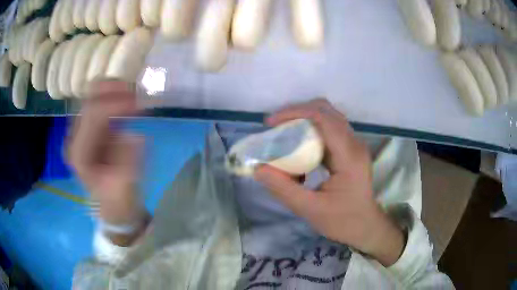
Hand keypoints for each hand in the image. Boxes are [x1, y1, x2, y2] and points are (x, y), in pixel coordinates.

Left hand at [67, 81, 147, 244]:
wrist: (113, 205)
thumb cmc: (118, 200)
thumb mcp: (124, 189)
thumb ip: (127, 163)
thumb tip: (134, 136)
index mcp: (79, 153)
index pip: (93, 115)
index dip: (115, 103)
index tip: (139, 103)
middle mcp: (75, 138)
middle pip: (90, 100)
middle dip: (114, 91)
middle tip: (137, 92)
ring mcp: (82, 132)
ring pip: (93, 97)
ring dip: (114, 91)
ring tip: (135, 94)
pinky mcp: (91, 129)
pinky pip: (100, 103)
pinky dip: (114, 97)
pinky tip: (129, 101)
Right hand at [254, 99, 404, 265]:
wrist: (366, 226)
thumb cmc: (343, 221)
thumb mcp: (310, 209)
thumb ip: (283, 189)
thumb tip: (258, 168)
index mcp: (349, 156)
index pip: (323, 118)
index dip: (295, 113)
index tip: (270, 124)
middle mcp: (354, 143)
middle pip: (326, 110)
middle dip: (297, 113)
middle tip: (275, 128)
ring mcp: (354, 144)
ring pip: (327, 116)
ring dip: (303, 120)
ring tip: (283, 134)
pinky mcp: (350, 149)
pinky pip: (328, 129)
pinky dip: (310, 131)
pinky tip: (298, 148)